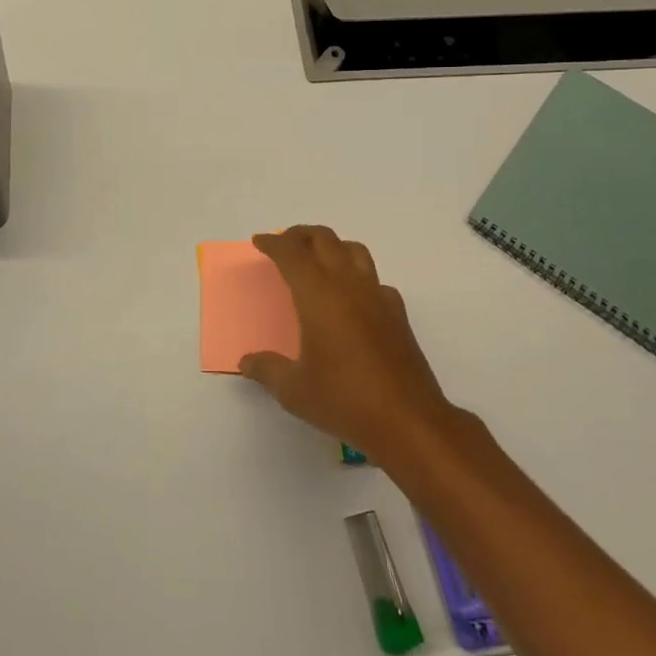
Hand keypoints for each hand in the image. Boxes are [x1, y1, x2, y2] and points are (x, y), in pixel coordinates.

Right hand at [239, 225, 452, 461]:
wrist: (408, 420)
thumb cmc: (344, 399)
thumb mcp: (293, 390)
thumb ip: (267, 369)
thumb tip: (247, 361)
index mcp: (318, 295)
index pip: (292, 254)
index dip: (274, 244)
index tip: (260, 241)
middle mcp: (348, 285)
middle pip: (324, 240)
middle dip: (301, 235)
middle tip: (284, 243)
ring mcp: (377, 296)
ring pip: (354, 250)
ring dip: (332, 246)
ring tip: (317, 259)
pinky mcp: (397, 314)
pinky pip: (375, 280)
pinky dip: (358, 276)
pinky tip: (352, 298)